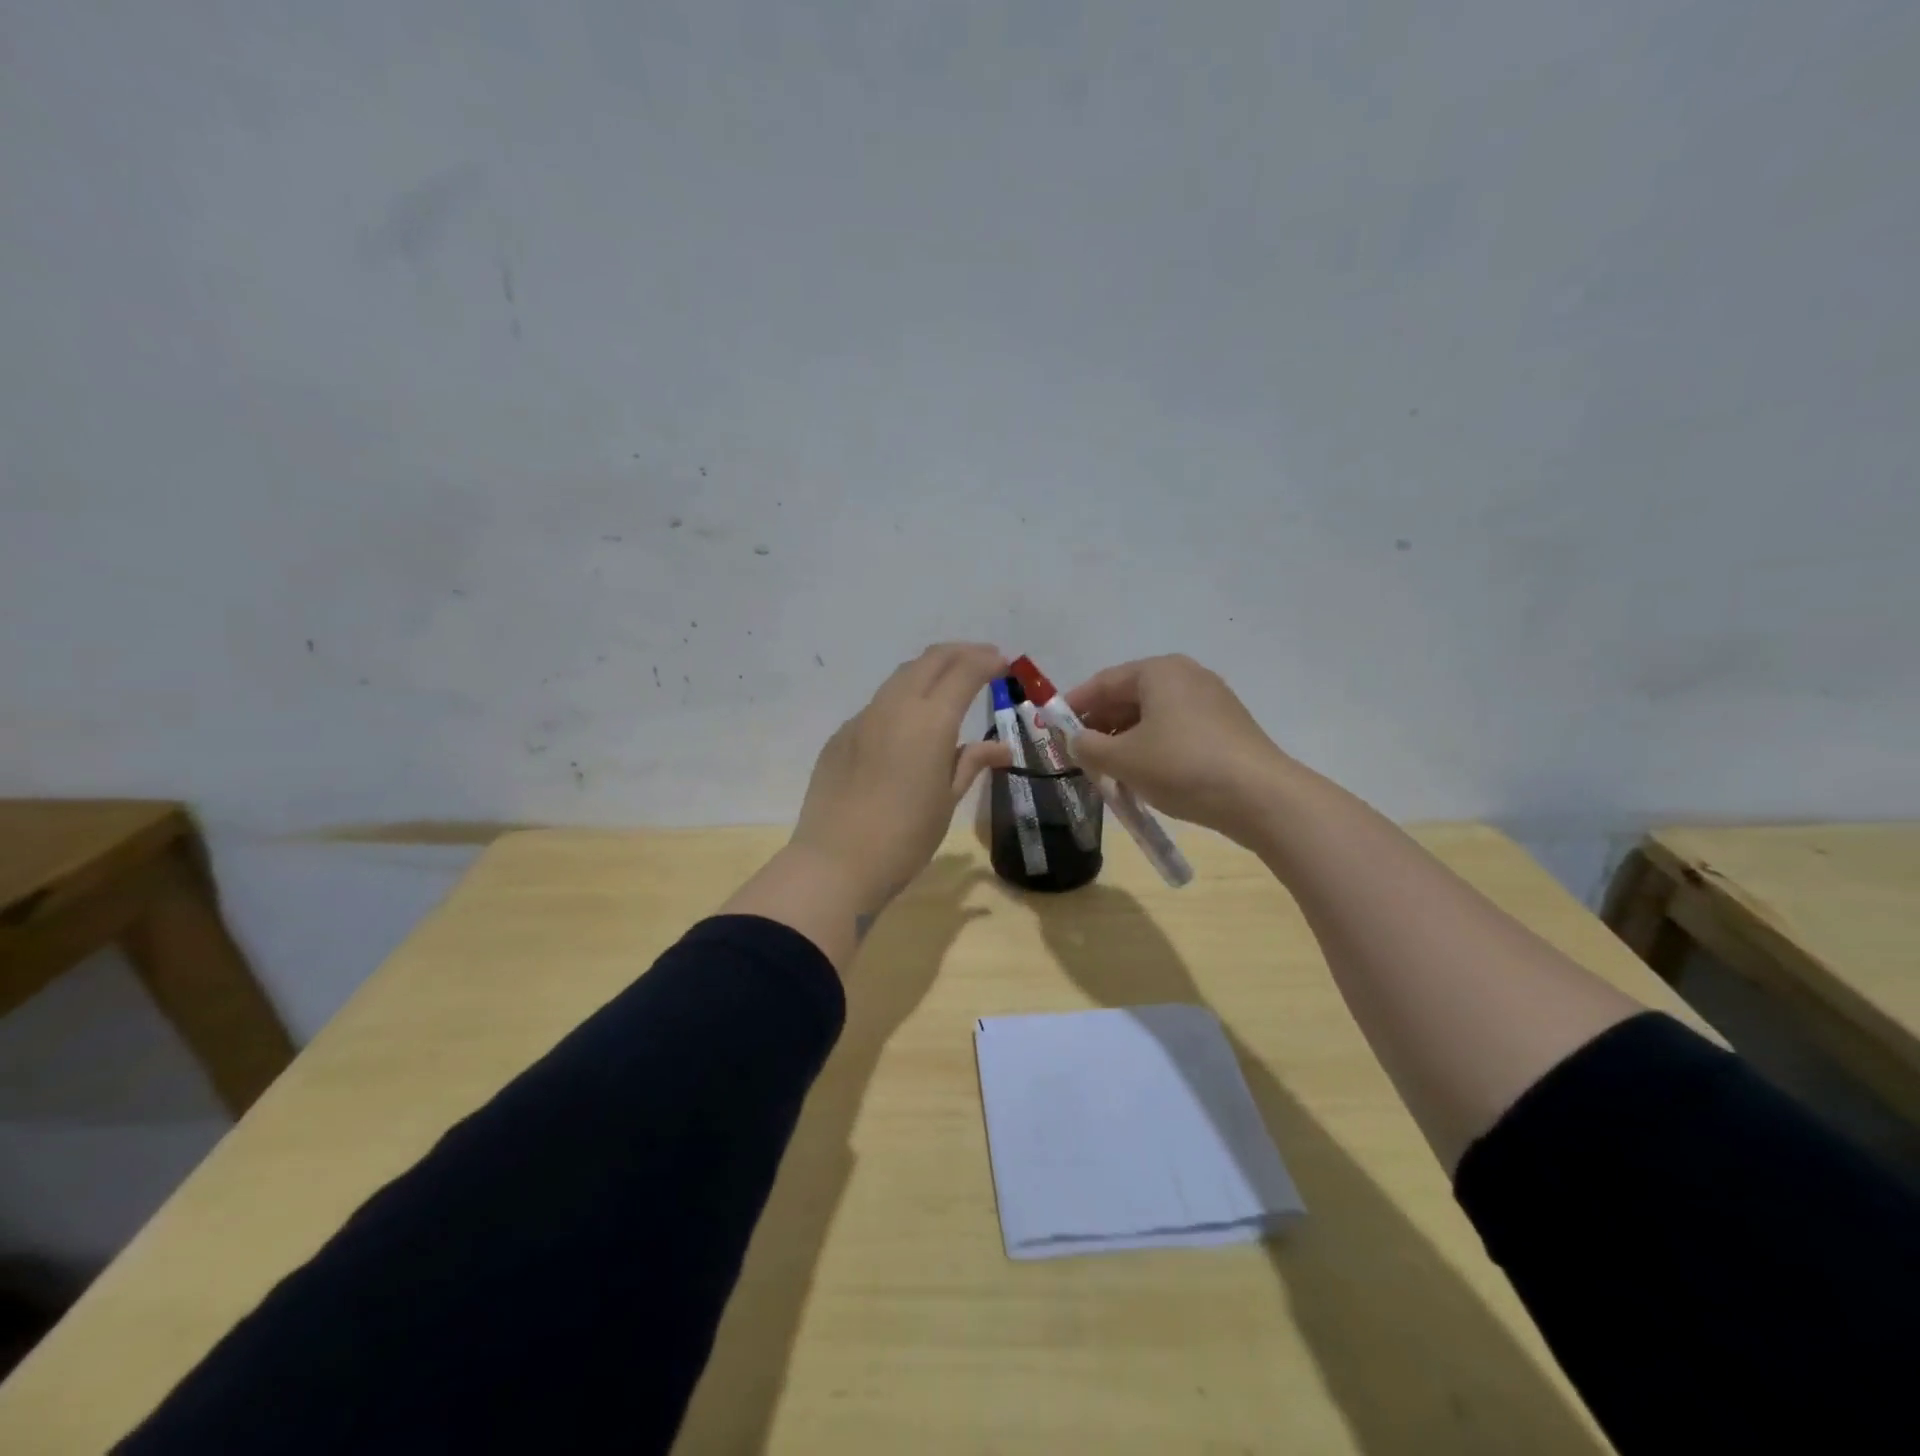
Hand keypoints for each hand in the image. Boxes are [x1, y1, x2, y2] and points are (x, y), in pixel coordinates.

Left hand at [790, 643, 1011, 914]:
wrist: (836, 863)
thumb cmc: (905, 837)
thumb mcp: (947, 801)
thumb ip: (971, 763)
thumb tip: (1000, 748)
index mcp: (930, 721)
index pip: (964, 672)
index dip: (987, 661)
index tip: (1003, 663)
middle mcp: (895, 707)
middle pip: (930, 661)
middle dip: (960, 653)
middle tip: (982, 659)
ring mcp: (863, 719)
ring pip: (900, 678)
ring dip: (929, 670)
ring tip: (948, 682)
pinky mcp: (841, 736)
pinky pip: (878, 705)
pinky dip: (902, 699)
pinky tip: (908, 723)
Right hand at [1061, 654, 1295, 846]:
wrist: (1260, 797)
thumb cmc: (1182, 766)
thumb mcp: (1122, 759)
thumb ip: (1087, 746)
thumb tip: (1074, 741)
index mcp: (1158, 671)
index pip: (1102, 682)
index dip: (1073, 706)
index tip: (1051, 729)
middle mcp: (1185, 676)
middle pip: (1128, 697)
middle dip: (1099, 725)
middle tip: (1077, 754)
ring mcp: (1210, 700)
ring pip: (1152, 716)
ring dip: (1124, 740)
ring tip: (1106, 770)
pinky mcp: (1225, 727)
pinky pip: (1175, 730)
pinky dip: (1151, 747)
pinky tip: (1142, 775)